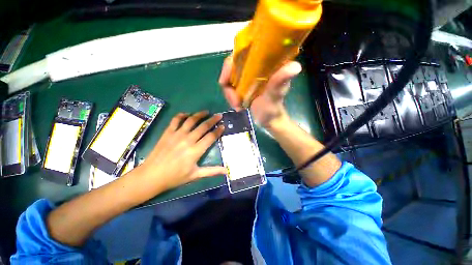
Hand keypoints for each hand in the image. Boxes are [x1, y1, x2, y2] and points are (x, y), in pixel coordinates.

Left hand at [139, 111, 225, 191]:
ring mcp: (177, 135)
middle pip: (203, 126)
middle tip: (219, 115)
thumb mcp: (195, 175)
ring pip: (191, 120)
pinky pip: (176, 120)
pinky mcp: (168, 132)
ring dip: (200, 114)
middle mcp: (188, 140)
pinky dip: (182, 115)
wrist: (152, 176)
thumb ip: (212, 171)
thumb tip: (226, 171)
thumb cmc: (175, 177)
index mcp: (196, 151)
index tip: (223, 126)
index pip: (211, 137)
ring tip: (206, 112)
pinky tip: (187, 114)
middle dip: (213, 120)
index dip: (218, 130)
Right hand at [218, 56, 301, 128]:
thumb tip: (295, 66)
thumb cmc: (273, 109)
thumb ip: (279, 83)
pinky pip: (229, 86)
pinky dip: (230, 96)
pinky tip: (237, 105)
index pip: (244, 51)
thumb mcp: (274, 96)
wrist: (268, 120)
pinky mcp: (243, 85)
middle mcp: (255, 66)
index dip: (230, 64)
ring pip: (229, 78)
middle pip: (232, 66)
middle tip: (235, 101)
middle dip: (229, 85)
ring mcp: (248, 76)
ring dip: (229, 94)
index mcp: (266, 63)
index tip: (225, 82)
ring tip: (237, 106)